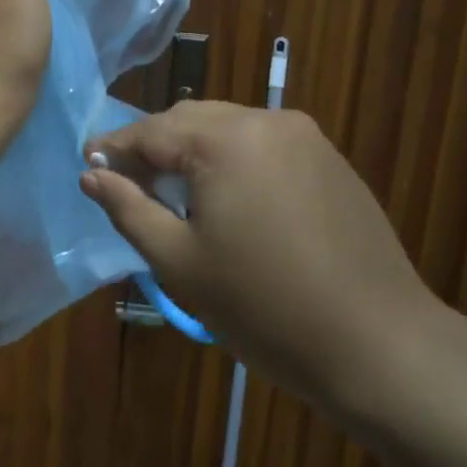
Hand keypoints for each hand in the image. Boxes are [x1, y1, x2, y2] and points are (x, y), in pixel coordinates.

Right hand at [81, 101, 444, 422]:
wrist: (378, 345)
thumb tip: (91, 174)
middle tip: (126, 183)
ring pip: (229, 130)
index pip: (152, 130)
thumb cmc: (263, 307)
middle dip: (154, 147)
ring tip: (172, 195)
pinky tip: (228, 201)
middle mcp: (268, 122)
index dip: (115, 148)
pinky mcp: (331, 161)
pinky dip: (233, 162)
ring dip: (193, 154)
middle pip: (191, 121)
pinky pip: (264, 147)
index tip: (87, 165)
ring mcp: (307, 138)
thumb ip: (129, 209)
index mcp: (226, 139)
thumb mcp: (179, 262)